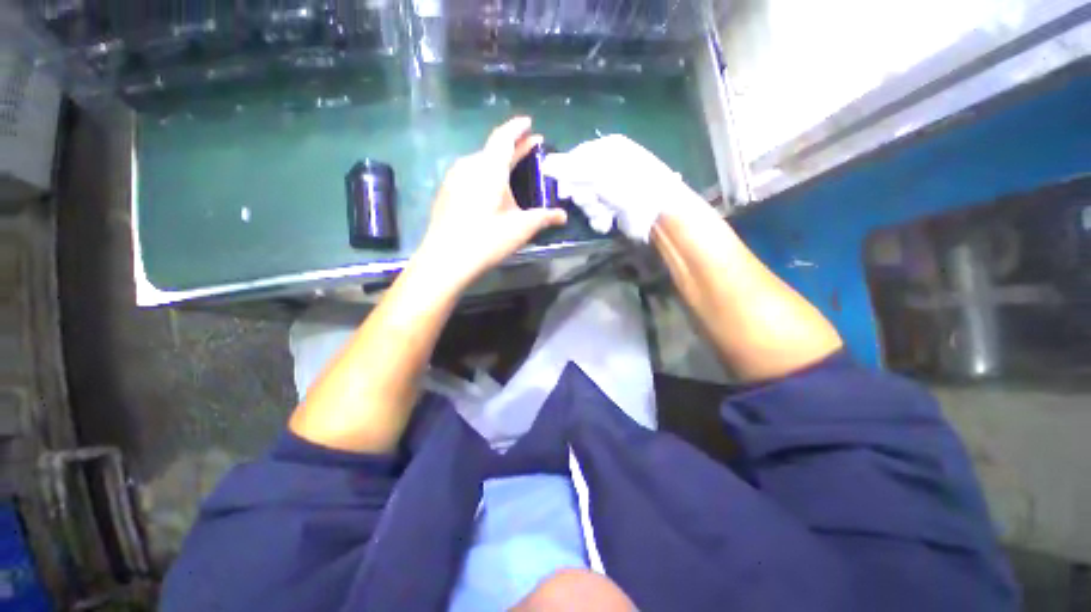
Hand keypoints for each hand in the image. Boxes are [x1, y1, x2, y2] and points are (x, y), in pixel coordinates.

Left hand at [413, 117, 566, 289]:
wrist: (447, 258)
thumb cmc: (489, 238)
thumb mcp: (522, 227)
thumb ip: (545, 217)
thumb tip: (563, 216)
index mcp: (490, 167)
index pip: (505, 137)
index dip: (518, 128)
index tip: (529, 123)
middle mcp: (469, 165)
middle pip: (493, 150)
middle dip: (512, 148)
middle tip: (529, 148)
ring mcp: (454, 179)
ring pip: (479, 163)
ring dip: (497, 163)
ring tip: (510, 172)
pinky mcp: (446, 193)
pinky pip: (468, 175)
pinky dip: (483, 176)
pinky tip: (488, 192)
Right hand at [542, 134, 694, 242]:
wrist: (657, 212)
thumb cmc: (629, 184)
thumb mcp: (598, 171)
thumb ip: (570, 168)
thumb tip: (545, 164)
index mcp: (606, 150)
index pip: (575, 158)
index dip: (566, 174)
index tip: (563, 188)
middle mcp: (607, 168)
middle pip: (577, 182)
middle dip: (583, 194)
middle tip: (591, 197)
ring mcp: (610, 190)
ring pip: (585, 201)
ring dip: (592, 208)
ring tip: (606, 210)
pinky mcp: (613, 209)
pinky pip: (594, 214)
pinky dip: (599, 219)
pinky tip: (609, 220)